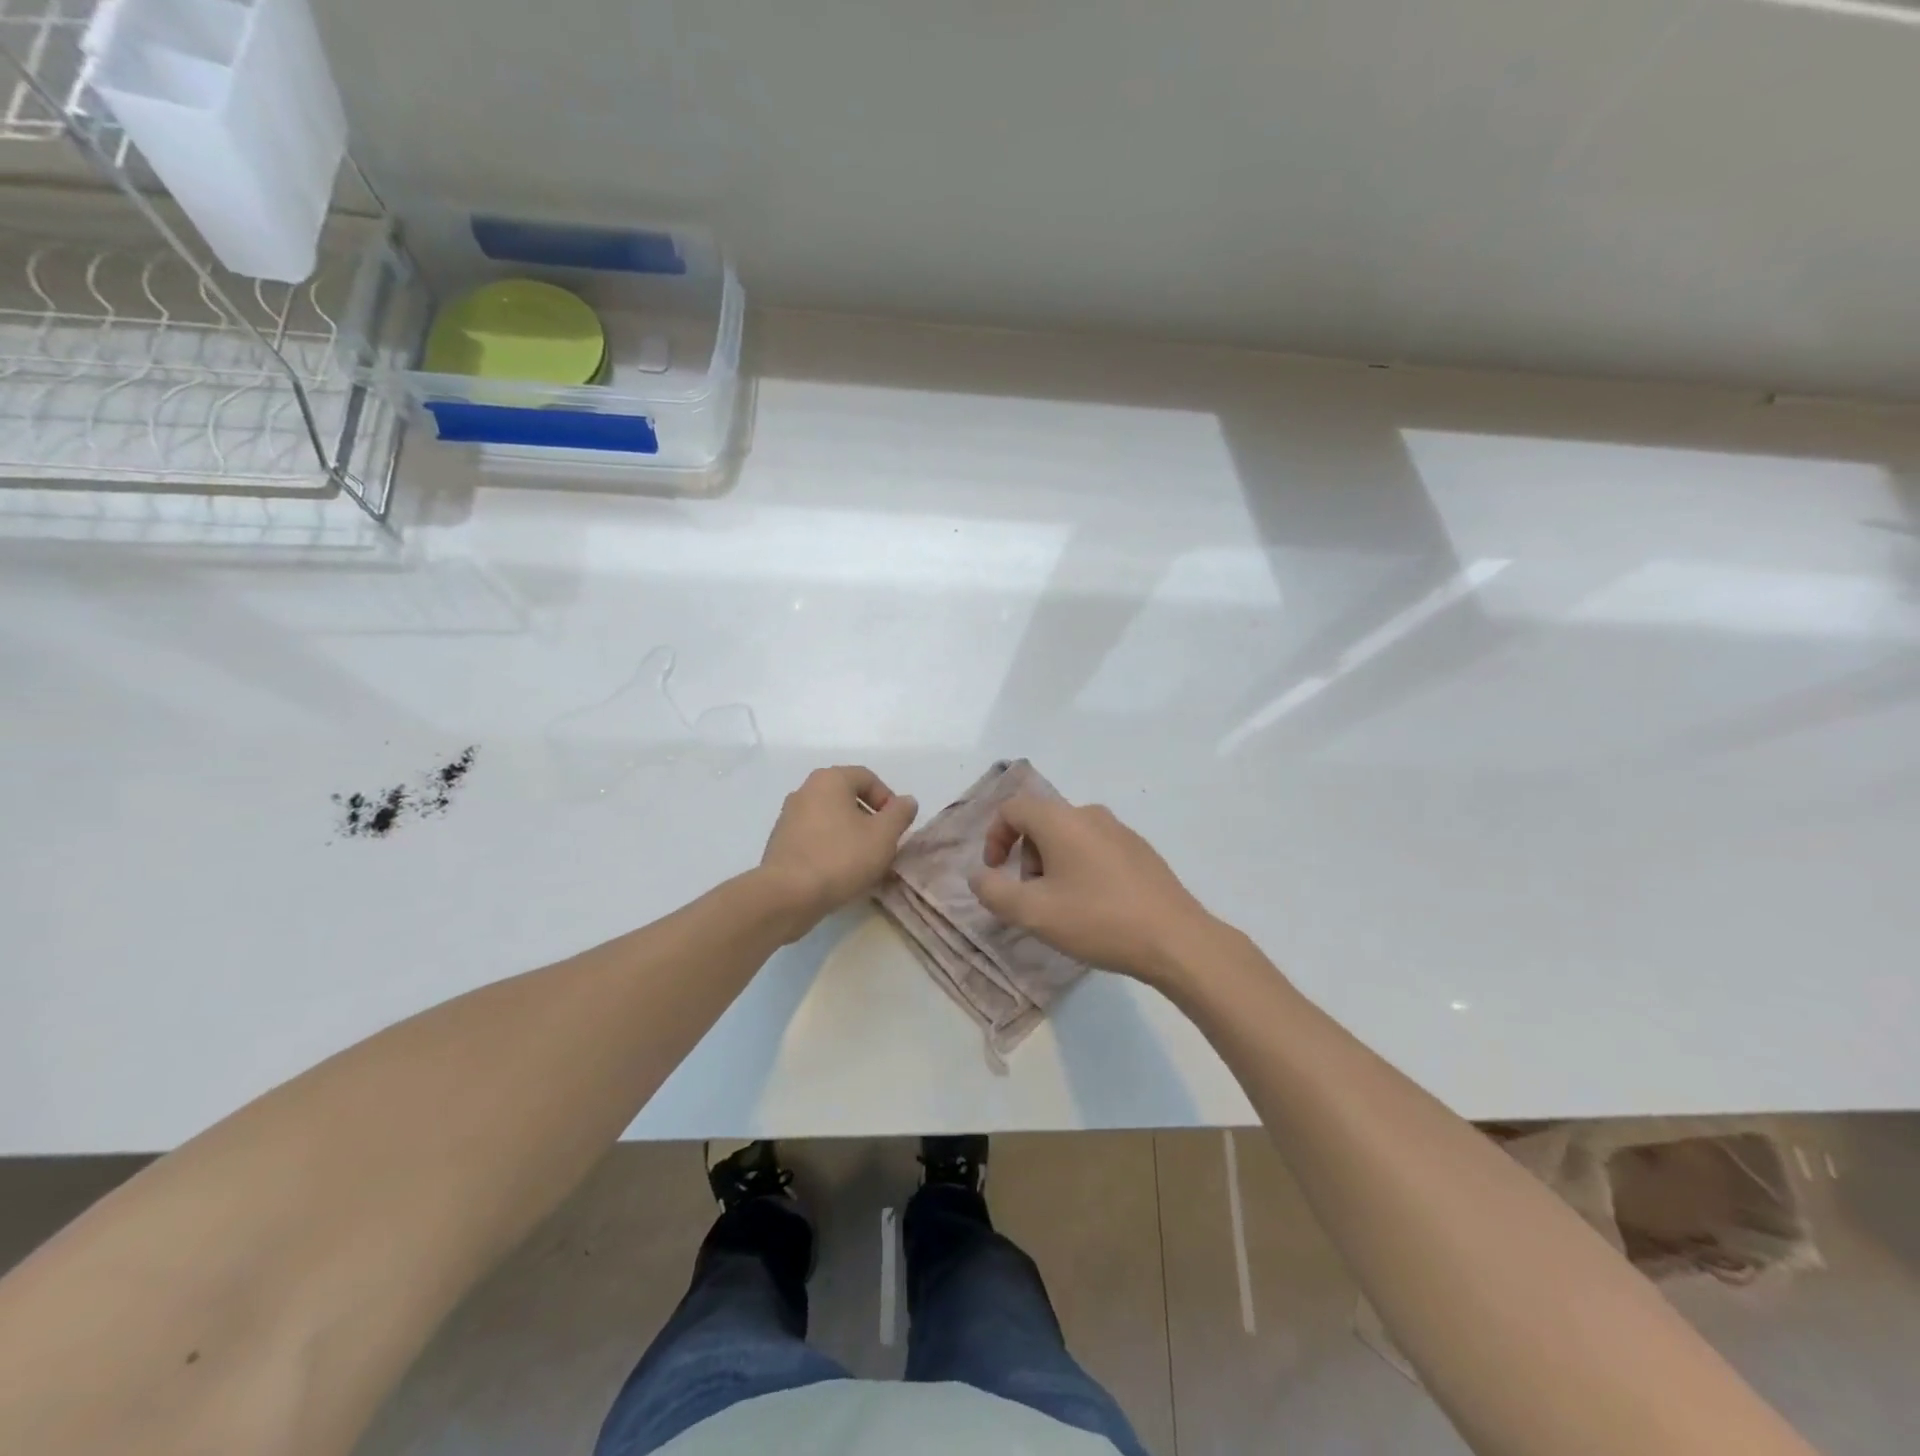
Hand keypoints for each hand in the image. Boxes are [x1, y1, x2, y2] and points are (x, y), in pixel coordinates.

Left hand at [760, 766, 917, 935]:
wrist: (787, 895)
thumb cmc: (841, 857)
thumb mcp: (883, 836)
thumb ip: (900, 814)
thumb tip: (907, 801)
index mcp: (829, 780)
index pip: (867, 777)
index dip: (887, 799)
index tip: (896, 826)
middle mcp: (805, 790)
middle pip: (847, 797)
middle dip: (869, 818)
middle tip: (882, 843)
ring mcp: (788, 817)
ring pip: (830, 818)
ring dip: (850, 834)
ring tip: (863, 861)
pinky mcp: (780, 842)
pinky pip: (814, 837)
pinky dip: (830, 847)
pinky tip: (839, 871)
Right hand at [968, 794, 1214, 986]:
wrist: (1175, 939)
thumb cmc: (1097, 920)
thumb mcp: (1033, 912)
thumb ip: (994, 891)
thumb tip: (978, 875)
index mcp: (1061, 820)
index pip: (1012, 808)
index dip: (994, 837)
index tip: (996, 871)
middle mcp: (1090, 814)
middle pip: (1041, 821)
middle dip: (1025, 856)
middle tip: (1031, 896)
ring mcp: (1120, 831)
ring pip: (1069, 836)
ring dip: (1052, 864)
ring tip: (1062, 906)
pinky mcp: (1140, 851)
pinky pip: (1096, 848)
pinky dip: (1080, 868)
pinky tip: (1094, 907)